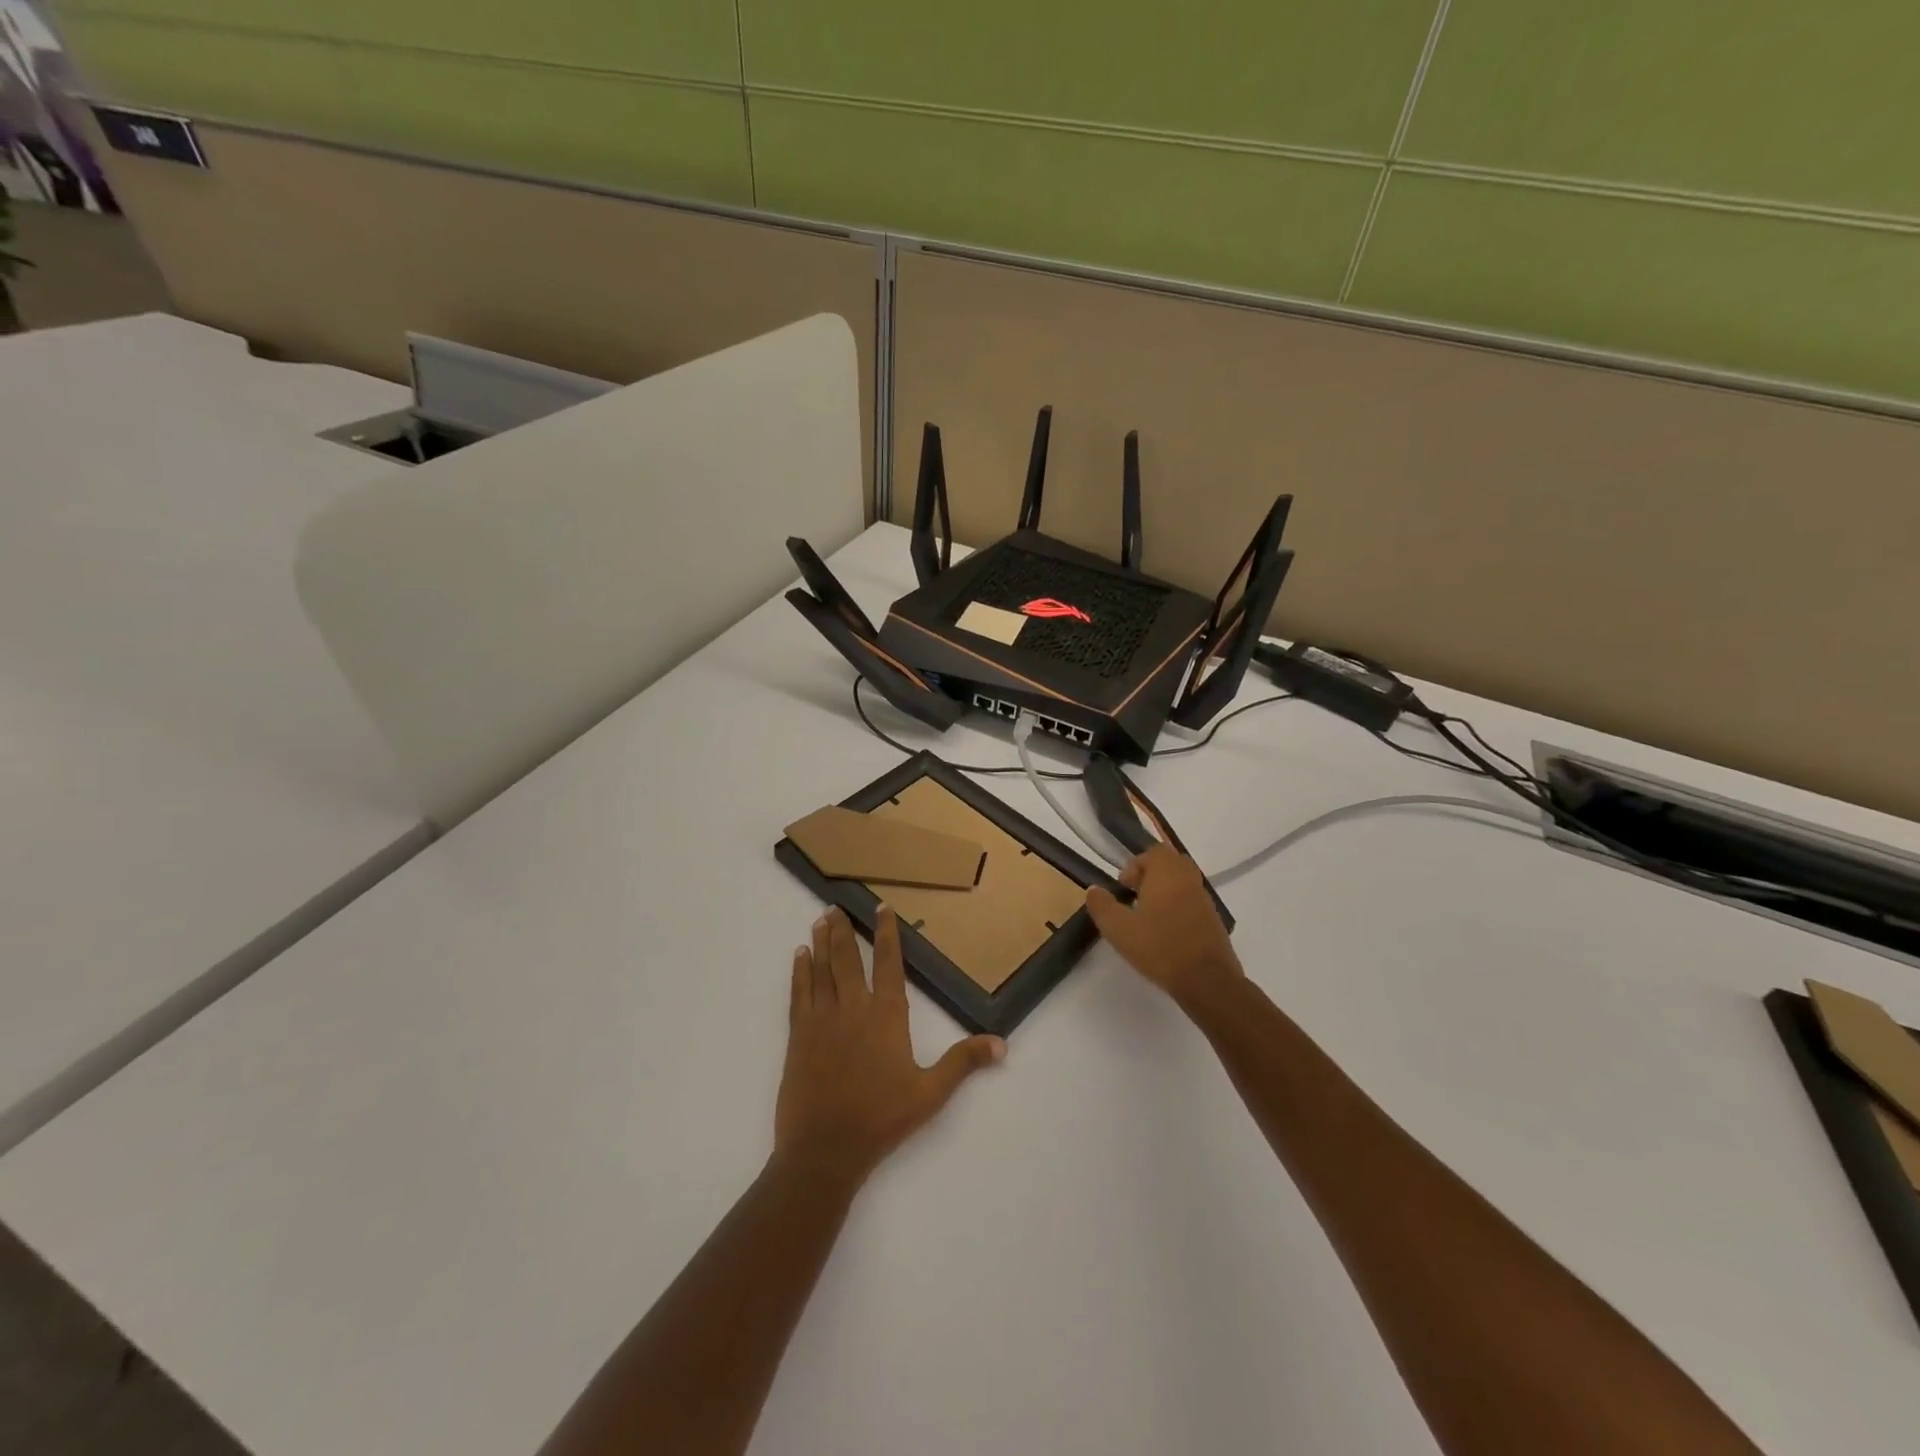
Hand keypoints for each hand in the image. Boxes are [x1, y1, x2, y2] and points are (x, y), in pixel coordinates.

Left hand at [774, 907, 1004, 1190]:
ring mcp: (822, 1019)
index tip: (881, 908)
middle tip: (837, 906)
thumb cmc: (881, 1119)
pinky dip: (800, 971)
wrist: (825, 1149)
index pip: (888, 963)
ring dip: (821, 943)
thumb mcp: (930, 1093)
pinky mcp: (798, 1036)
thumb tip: (1001, 1043)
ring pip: (821, 969)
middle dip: (844, 930)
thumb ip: (963, 1063)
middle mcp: (853, 1008)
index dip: (886, 934)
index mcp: (886, 1016)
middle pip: (847, 959)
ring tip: (820, 919)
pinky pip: (799, 993)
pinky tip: (799, 956)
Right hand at [1085, 846, 1243, 1009]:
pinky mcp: (1214, 920)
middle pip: (1170, 863)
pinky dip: (1179, 907)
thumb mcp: (1119, 929)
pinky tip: (1166, 932)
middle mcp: (1188, 879)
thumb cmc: (1159, 948)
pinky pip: (1192, 901)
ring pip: (1183, 882)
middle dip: (1151, 875)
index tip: (1124, 888)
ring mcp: (1204, 899)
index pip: (1153, 853)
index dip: (1135, 866)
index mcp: (1167, 873)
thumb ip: (1102, 906)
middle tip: (1135, 896)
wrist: (1207, 981)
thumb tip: (1093, 890)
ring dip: (1165, 891)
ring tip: (1148, 916)